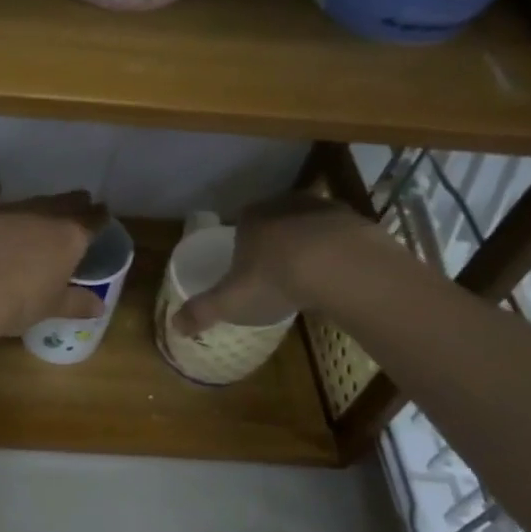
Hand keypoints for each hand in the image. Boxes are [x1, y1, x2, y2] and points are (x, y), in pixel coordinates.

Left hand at [0, 185, 108, 337]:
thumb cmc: (20, 302)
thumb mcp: (53, 307)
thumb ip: (77, 303)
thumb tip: (99, 306)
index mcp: (70, 239)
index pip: (92, 223)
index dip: (99, 217)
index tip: (103, 212)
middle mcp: (44, 217)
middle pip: (66, 204)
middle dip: (75, 202)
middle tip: (82, 199)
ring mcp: (11, 211)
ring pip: (33, 200)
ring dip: (41, 201)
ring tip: (47, 202)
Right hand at [171, 192, 384, 334]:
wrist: (341, 267)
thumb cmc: (275, 279)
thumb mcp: (230, 301)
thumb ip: (202, 311)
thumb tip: (173, 325)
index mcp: (250, 218)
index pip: (240, 223)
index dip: (241, 242)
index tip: (245, 264)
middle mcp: (285, 205)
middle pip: (276, 220)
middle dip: (275, 240)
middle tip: (276, 269)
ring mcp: (324, 210)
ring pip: (310, 225)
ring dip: (309, 243)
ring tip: (310, 274)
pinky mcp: (357, 222)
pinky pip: (342, 237)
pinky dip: (339, 251)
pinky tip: (339, 275)